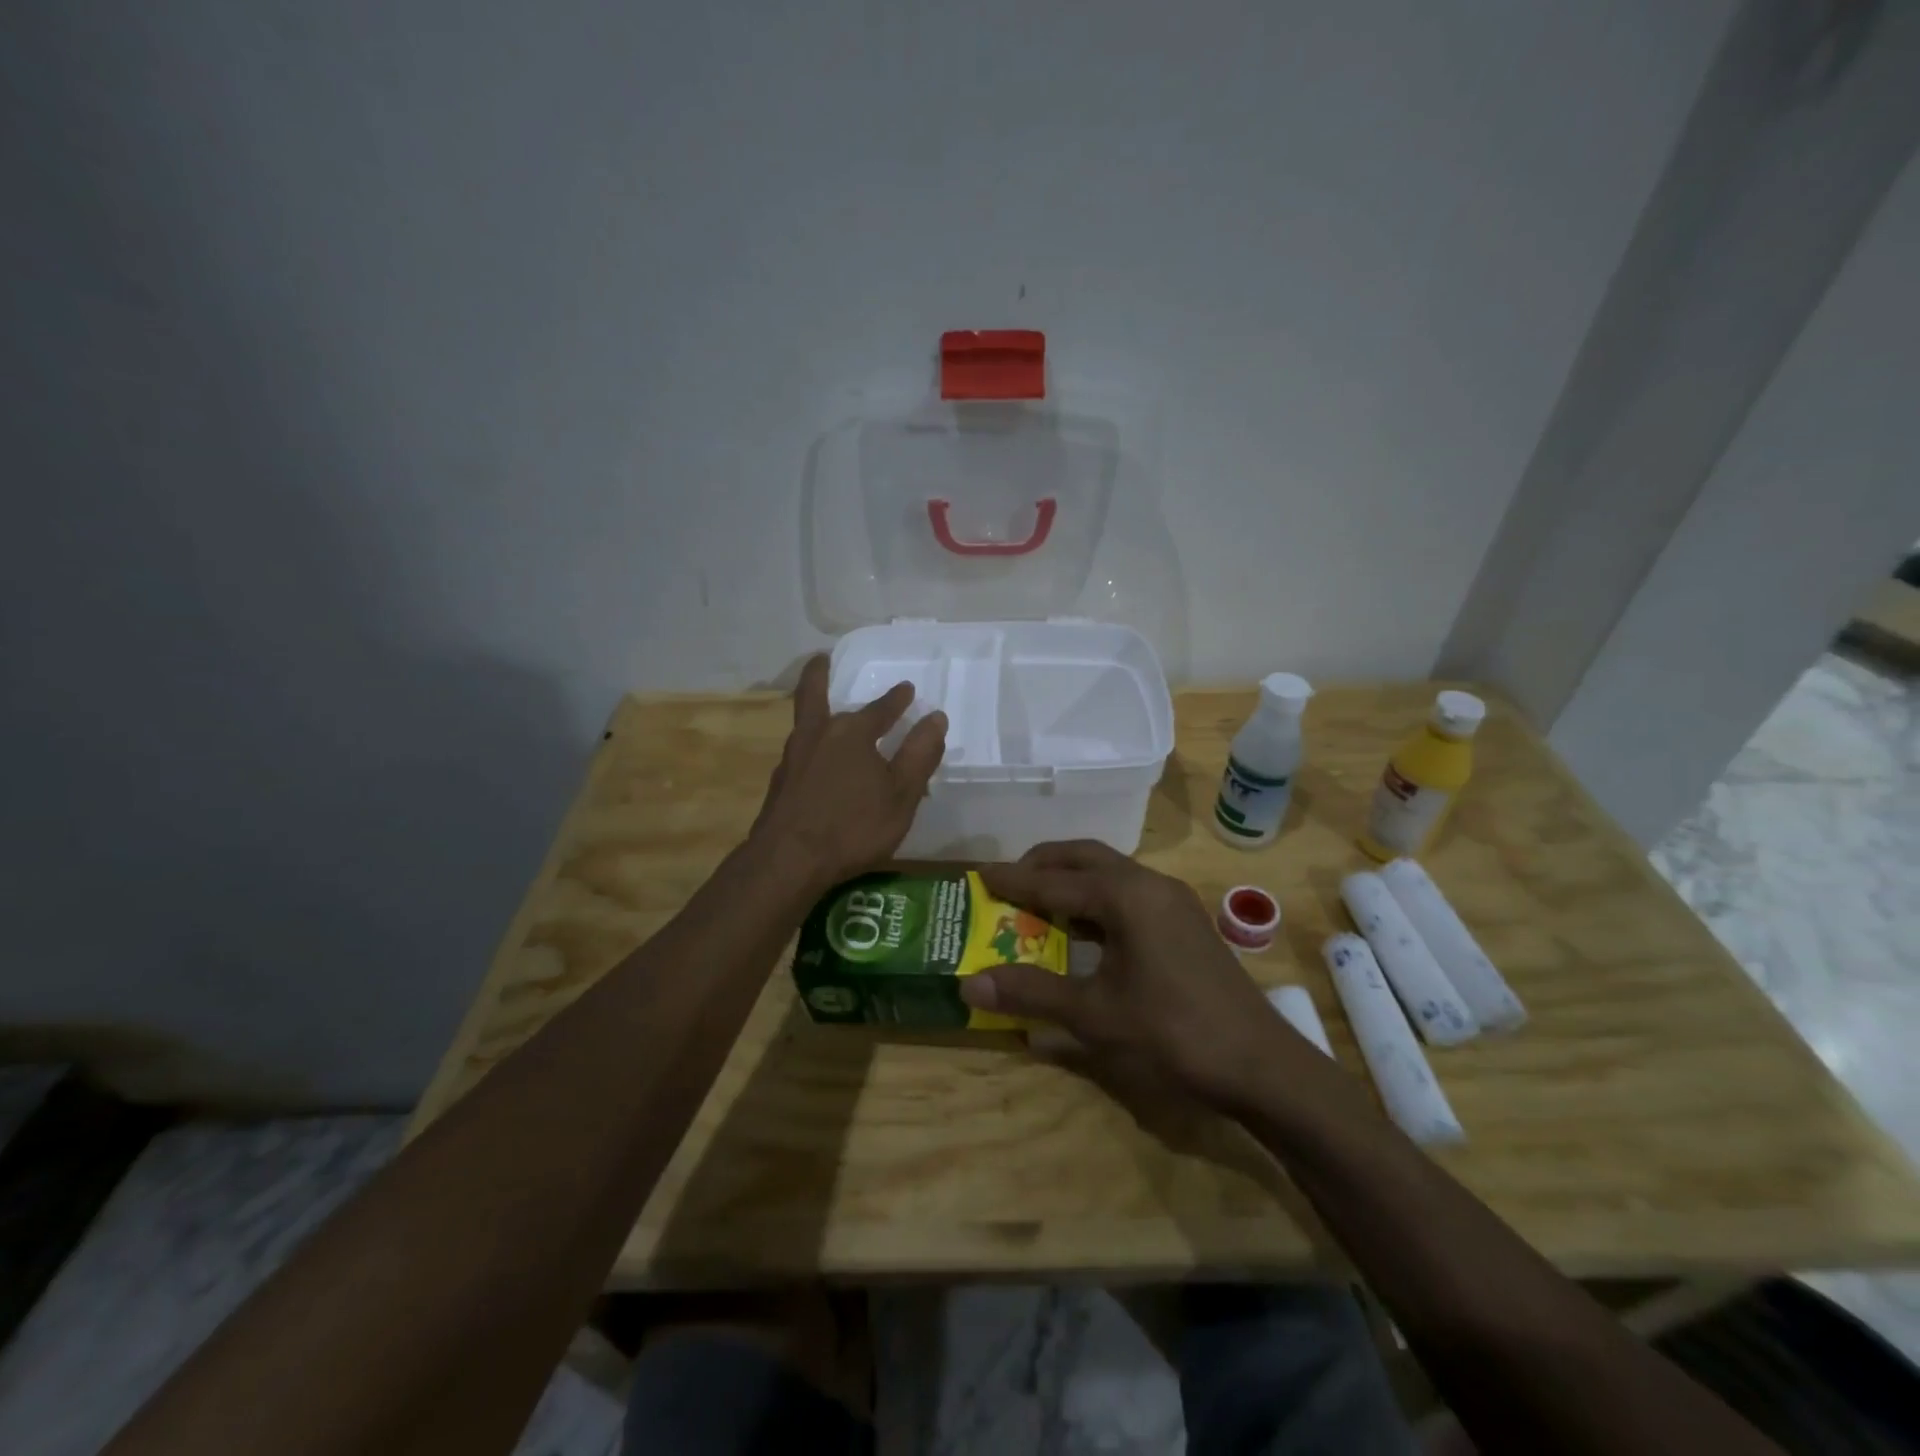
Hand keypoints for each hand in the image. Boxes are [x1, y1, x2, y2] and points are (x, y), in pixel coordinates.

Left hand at [751, 655, 946, 889]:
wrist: (788, 861)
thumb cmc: (853, 826)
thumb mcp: (901, 793)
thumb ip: (919, 755)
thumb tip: (936, 717)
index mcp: (851, 733)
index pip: (879, 709)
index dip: (896, 700)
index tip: (906, 689)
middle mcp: (817, 736)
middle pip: (815, 696)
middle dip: (821, 676)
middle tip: (823, 659)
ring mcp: (793, 759)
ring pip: (804, 723)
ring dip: (814, 709)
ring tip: (824, 710)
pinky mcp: (780, 785)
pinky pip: (800, 753)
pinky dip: (810, 745)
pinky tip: (816, 761)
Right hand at [956, 841, 1307, 1108]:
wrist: (1261, 1064)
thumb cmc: (1172, 1033)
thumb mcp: (1094, 1015)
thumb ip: (1031, 993)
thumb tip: (969, 983)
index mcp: (1126, 896)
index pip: (1055, 880)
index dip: (1014, 880)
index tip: (979, 875)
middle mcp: (1150, 884)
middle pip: (1086, 857)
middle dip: (1045, 864)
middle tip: (1009, 881)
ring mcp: (1174, 901)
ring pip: (1111, 873)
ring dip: (1073, 880)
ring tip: (1039, 901)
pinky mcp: (1186, 922)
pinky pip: (1130, 893)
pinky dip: (1098, 899)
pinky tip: (1085, 929)